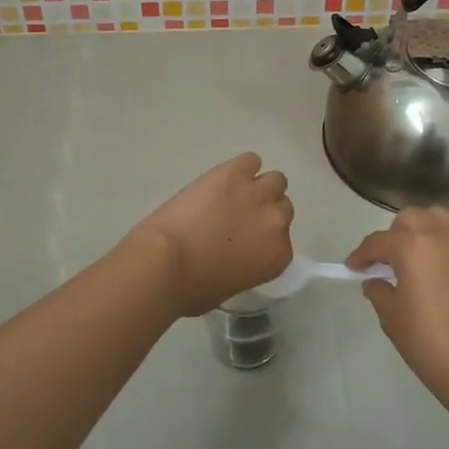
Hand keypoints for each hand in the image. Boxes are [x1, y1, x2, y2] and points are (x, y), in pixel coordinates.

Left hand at [124, 153, 294, 316]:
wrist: (166, 262)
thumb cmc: (192, 288)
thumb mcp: (230, 287)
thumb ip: (246, 266)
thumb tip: (236, 257)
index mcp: (277, 255)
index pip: (282, 239)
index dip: (263, 236)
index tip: (247, 239)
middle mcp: (276, 221)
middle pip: (282, 206)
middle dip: (264, 210)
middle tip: (239, 216)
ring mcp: (257, 193)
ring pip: (274, 180)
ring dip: (258, 186)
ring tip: (233, 193)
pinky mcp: (234, 173)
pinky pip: (250, 160)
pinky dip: (240, 167)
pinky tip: (223, 178)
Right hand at [347, 207, 448, 419]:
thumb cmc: (430, 344)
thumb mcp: (392, 318)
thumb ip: (379, 291)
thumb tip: (377, 281)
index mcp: (413, 245)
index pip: (378, 241)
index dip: (362, 254)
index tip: (354, 267)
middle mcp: (444, 234)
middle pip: (412, 218)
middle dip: (396, 235)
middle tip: (391, 261)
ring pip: (444, 221)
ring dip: (427, 233)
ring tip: (423, 258)